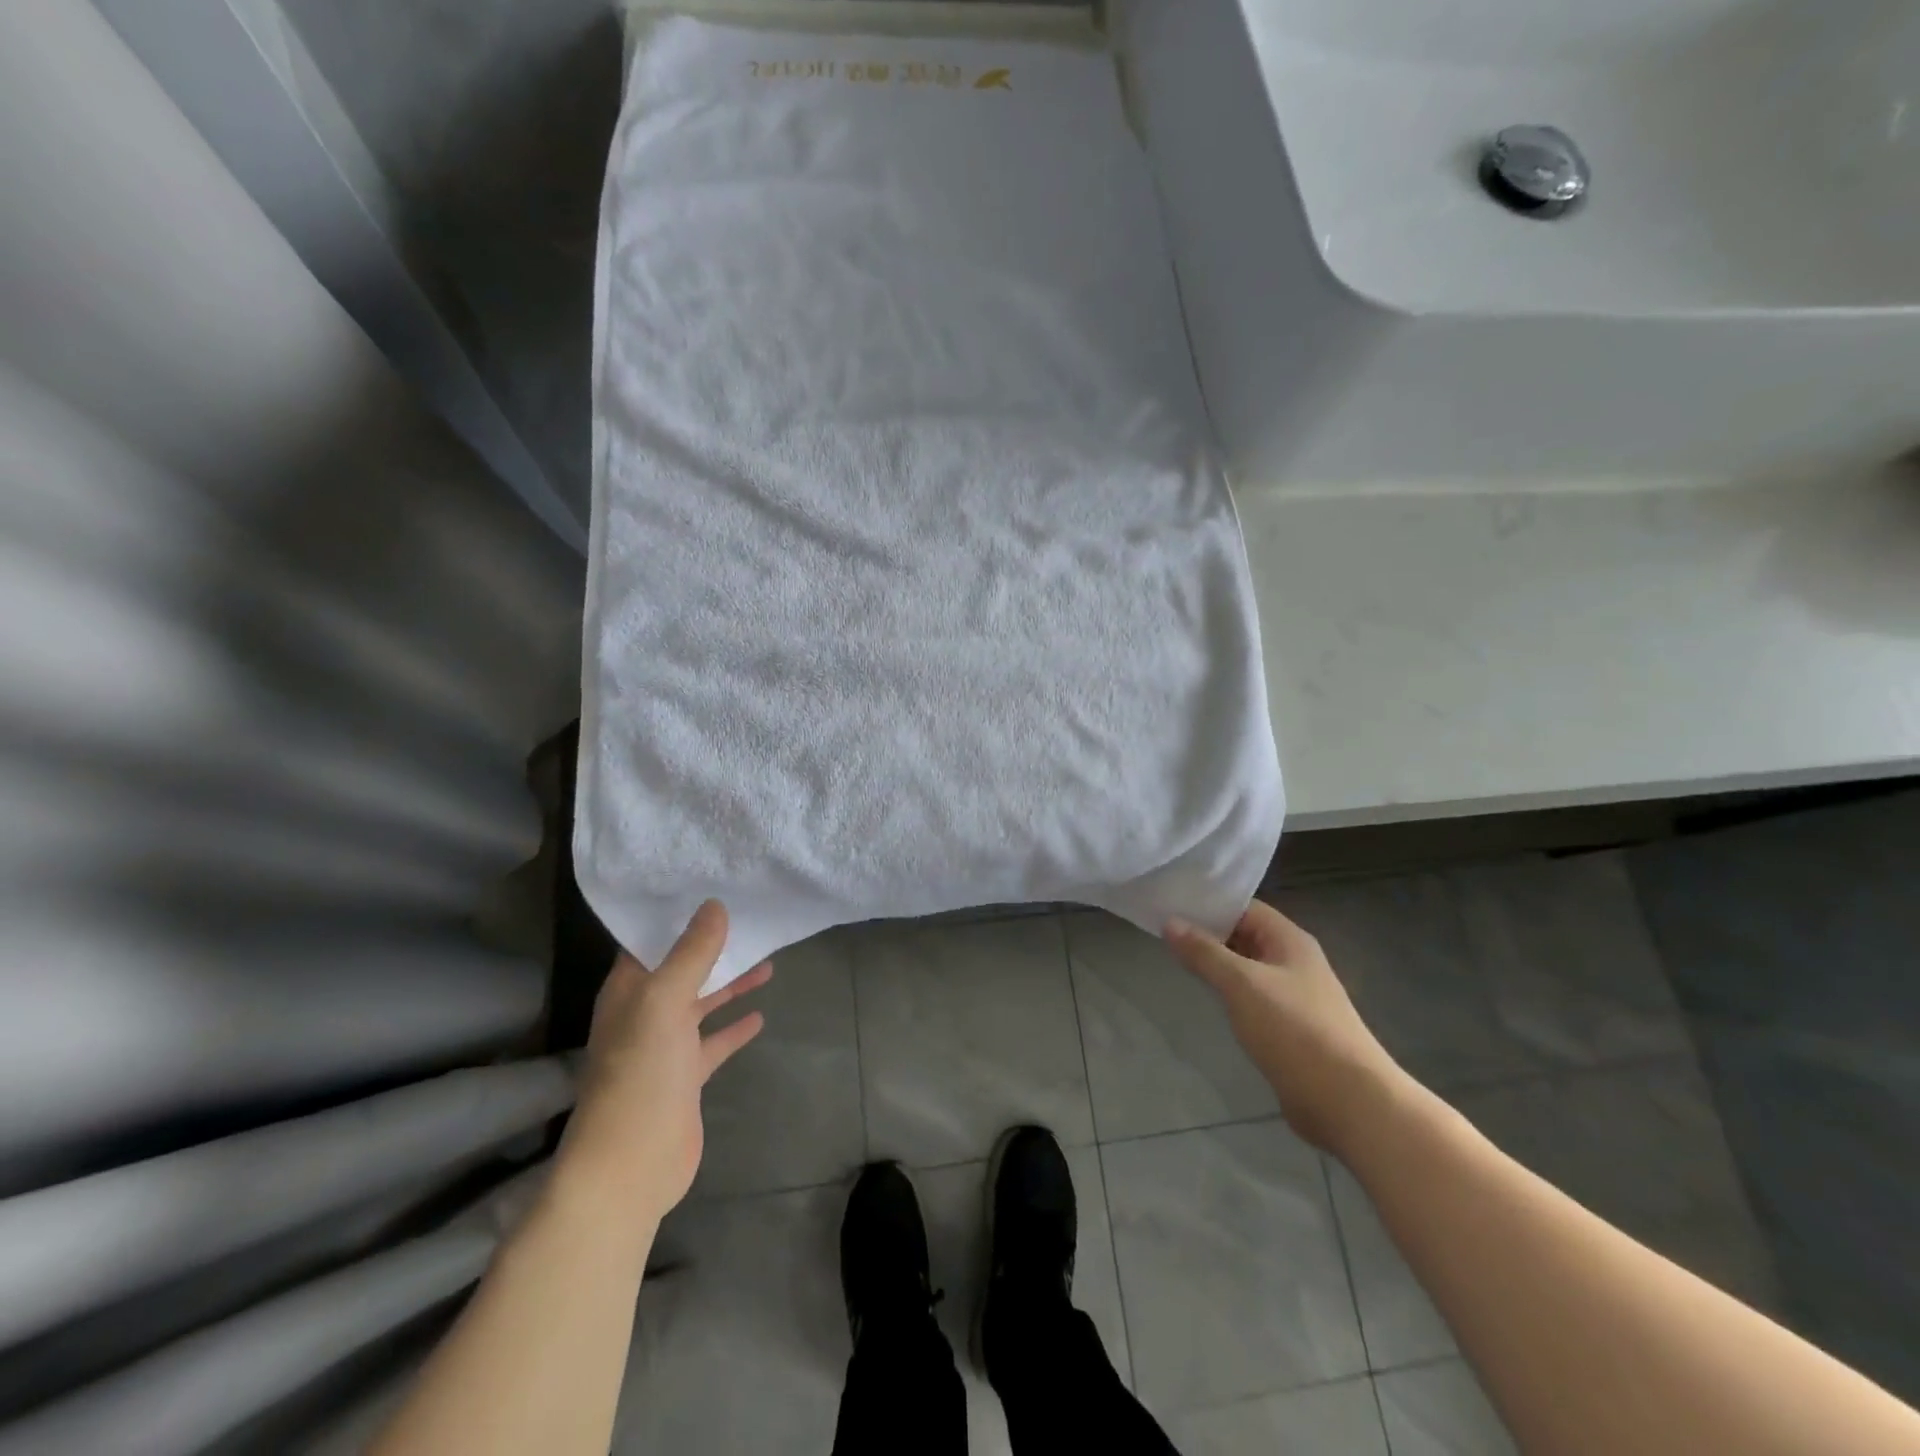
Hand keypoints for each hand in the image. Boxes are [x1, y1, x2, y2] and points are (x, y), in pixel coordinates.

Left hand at [560, 901, 771, 1225]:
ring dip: (730, 982)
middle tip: (749, 918)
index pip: (650, 941)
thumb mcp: (664, 1002)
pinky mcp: (687, 1076)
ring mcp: (666, 1046)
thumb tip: (715, 905)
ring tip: (767, 959)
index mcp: (629, 990)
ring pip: (702, 1002)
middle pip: (682, 969)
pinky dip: (735, 1027)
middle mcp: (644, 1013)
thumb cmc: (641, 1073)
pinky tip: (760, 1015)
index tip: (712, 888)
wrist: (631, 1164)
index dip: (677, 916)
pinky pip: (715, 1041)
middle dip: (712, 946)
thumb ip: (691, 954)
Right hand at [1164, 900, 1406, 1153]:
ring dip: (1216, 964)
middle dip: (1208, 933)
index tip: (1171, 903)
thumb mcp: (1242, 984)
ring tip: (1174, 958)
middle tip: (1163, 930)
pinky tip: (1206, 998)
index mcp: (1290, 941)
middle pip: (1245, 936)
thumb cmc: (1295, 1030)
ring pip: (1247, 969)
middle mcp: (1294, 962)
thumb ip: (1204, 953)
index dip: (1210, 903)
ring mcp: (1294, 997)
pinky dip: (1228, 994)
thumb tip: (1170, 922)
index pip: (1245, 908)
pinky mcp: (1289, 1029)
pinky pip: (1252, 999)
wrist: (1349, 1102)